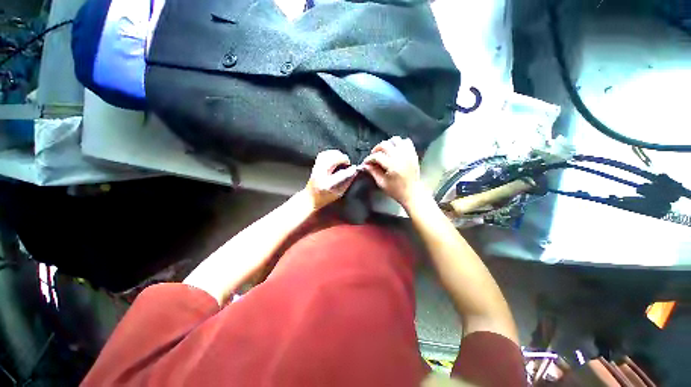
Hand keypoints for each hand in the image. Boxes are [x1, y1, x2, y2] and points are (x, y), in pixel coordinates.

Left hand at [305, 150, 357, 209]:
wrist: (310, 197)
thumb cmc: (326, 198)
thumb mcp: (339, 193)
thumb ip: (347, 182)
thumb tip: (355, 171)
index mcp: (327, 184)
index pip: (341, 174)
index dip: (350, 169)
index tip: (355, 168)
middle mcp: (320, 174)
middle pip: (333, 159)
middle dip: (343, 159)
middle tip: (347, 164)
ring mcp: (316, 168)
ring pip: (328, 154)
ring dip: (338, 155)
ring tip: (342, 160)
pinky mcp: (315, 164)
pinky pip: (324, 153)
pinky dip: (332, 153)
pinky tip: (335, 157)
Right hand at [362, 136, 425, 208]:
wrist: (412, 194)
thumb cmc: (396, 191)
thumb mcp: (382, 183)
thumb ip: (373, 172)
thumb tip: (365, 165)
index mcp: (392, 166)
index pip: (377, 156)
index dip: (369, 159)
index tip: (366, 163)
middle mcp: (401, 157)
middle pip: (385, 145)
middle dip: (376, 149)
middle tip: (374, 156)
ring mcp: (408, 155)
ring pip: (396, 140)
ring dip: (388, 144)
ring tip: (384, 152)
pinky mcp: (413, 155)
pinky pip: (407, 142)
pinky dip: (399, 144)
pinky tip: (395, 150)